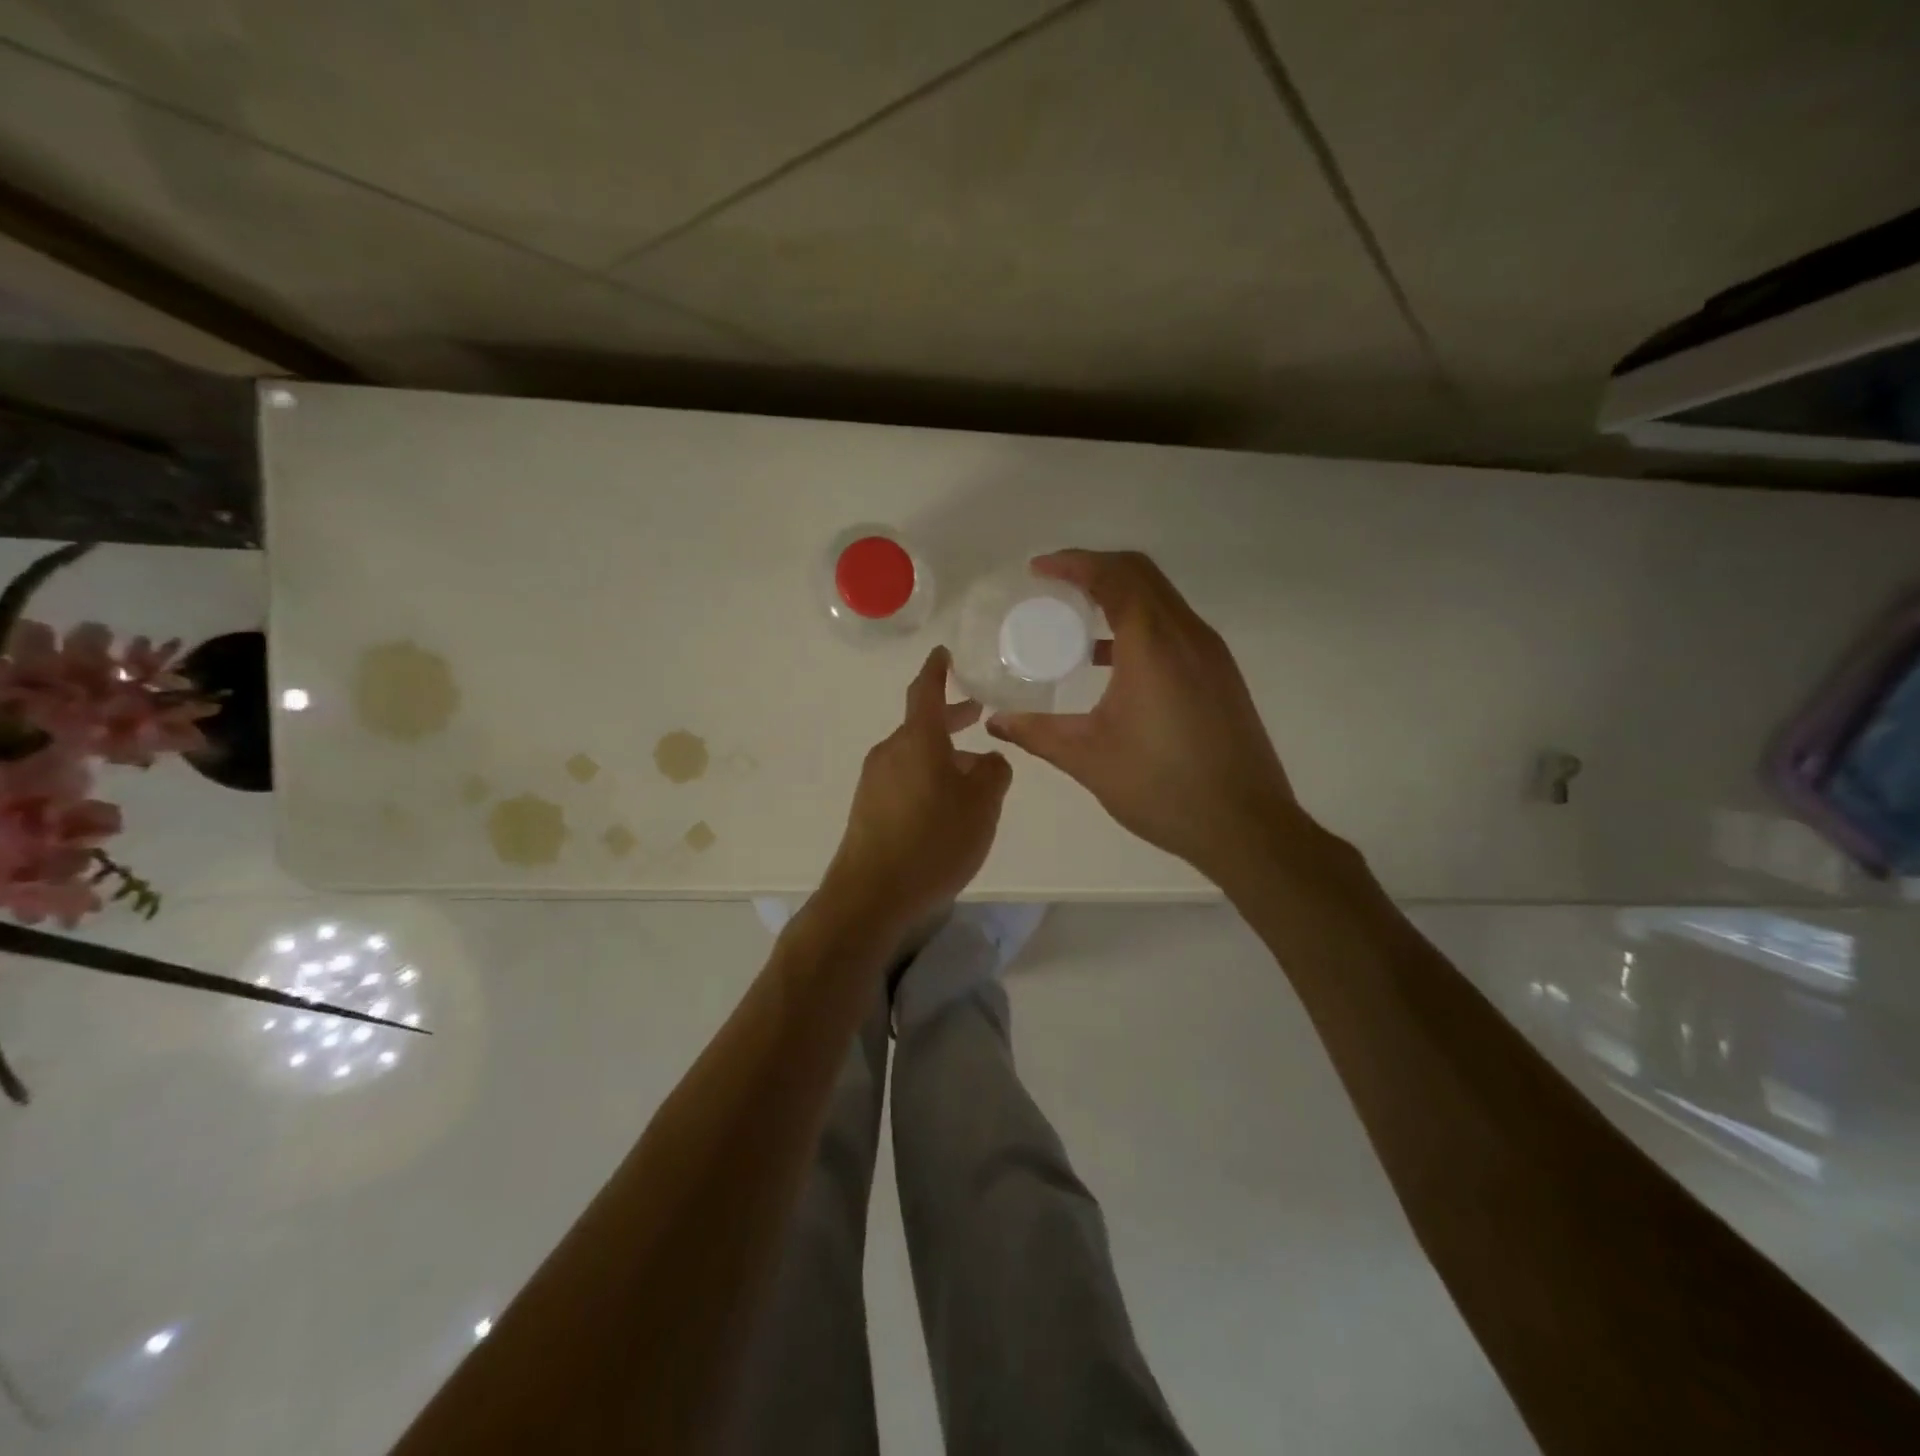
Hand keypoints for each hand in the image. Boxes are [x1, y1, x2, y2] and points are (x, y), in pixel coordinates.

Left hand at [825, 646, 1012, 930]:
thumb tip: (988, 759)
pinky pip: (904, 780)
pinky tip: (946, 807)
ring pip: (915, 755)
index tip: (943, 653)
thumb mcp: (982, 805)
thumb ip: (993, 773)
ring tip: (974, 774)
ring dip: (943, 755)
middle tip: (978, 715)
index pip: (926, 690)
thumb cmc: (933, 840)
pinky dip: (928, 778)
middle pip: (922, 725)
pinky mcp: (868, 808)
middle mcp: (890, 752)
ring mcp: (874, 781)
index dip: (937, 669)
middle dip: (952, 718)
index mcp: (917, 739)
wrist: (872, 894)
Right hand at [987, 550, 1303, 880]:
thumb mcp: (1088, 759)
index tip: (1037, 570)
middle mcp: (1187, 635)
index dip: (1072, 563)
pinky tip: (1113, 660)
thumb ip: (1037, 733)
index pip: (1113, 576)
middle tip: (1053, 587)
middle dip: (1094, 569)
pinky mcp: (1220, 674)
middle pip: (1141, 574)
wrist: (1245, 825)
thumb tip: (996, 721)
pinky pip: (1175, 625)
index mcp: (1153, 645)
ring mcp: (1210, 653)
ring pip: (1161, 598)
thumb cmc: (1161, 787)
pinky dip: (1140, 621)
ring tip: (1076, 619)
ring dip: (1120, 594)